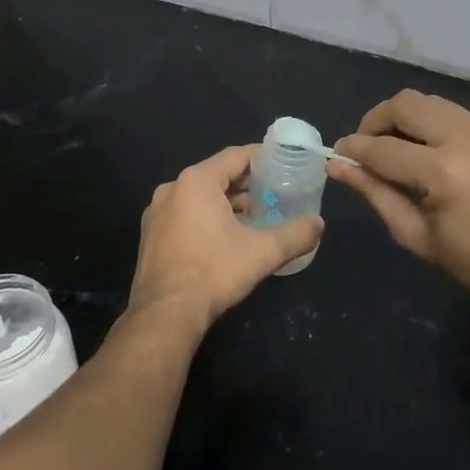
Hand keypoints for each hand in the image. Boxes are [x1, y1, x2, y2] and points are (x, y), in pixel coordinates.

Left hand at [130, 145, 322, 334]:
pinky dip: (207, 218)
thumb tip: (318, 224)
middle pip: (217, 175)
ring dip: (227, 204)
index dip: (262, 158)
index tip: (283, 163)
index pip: (235, 156)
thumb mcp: (262, 252)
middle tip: (275, 193)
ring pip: (200, 197)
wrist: (165, 313)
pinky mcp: (151, 236)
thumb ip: (294, 234)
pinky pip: (185, 215)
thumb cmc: (214, 272)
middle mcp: (172, 189)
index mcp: (196, 181)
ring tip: (256, 217)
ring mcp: (157, 213)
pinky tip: (227, 238)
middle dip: (247, 184)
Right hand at [330, 90, 469, 316]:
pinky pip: (456, 115)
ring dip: (406, 119)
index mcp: (441, 172)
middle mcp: (465, 138)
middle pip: (405, 103)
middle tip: (367, 146)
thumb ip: (374, 192)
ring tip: (398, 147)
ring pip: (431, 102)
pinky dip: (434, 126)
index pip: (382, 147)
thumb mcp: (414, 234)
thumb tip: (336, 166)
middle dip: (376, 120)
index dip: (353, 149)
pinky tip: (432, 153)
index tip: (338, 153)